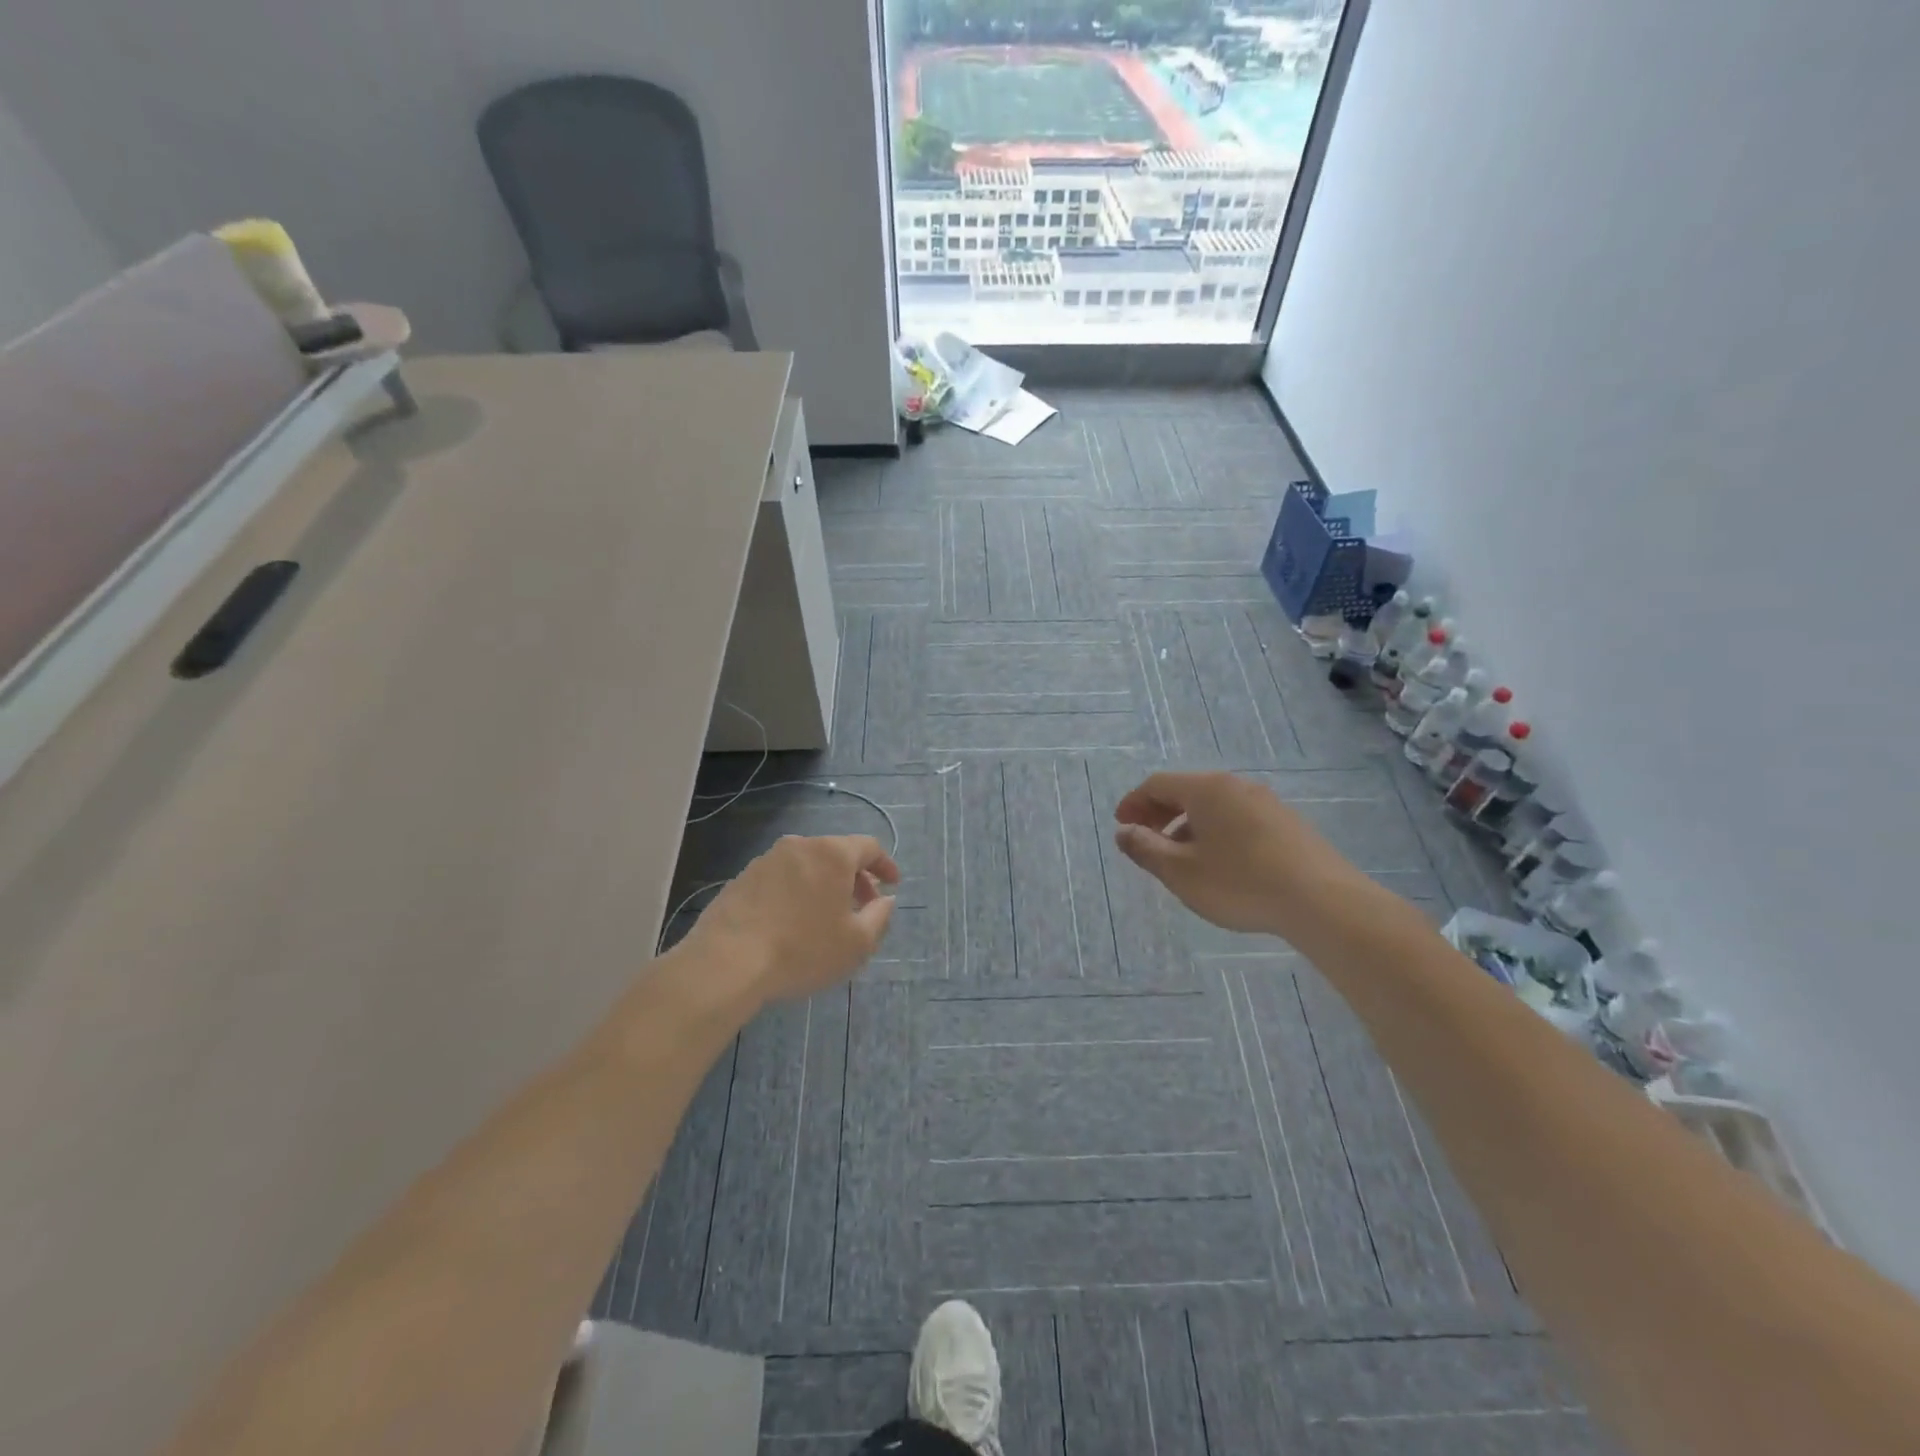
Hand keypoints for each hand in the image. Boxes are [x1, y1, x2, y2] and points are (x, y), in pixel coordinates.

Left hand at [681, 835, 900, 1003]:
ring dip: (822, 885)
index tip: (892, 884)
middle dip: (854, 878)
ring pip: (806, 866)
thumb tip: (885, 900)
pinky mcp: (741, 878)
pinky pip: (780, 879)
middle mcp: (800, 846)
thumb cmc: (802, 950)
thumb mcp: (857, 943)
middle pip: (836, 854)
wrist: (727, 962)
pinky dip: (795, 893)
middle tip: (862, 907)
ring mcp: (766, 860)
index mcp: (832, 853)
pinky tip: (791, 923)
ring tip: (825, 918)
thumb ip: (879, 917)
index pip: (868, 847)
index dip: (885, 864)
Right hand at [1113, 771, 1370, 937]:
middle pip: (1187, 790)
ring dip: (1188, 825)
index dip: (1134, 803)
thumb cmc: (1240, 882)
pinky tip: (1221, 864)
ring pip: (1215, 806)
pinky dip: (1216, 832)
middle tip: (1145, 839)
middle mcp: (1236, 786)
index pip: (1158, 784)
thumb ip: (1146, 849)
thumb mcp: (1180, 871)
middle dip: (1160, 813)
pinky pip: (1238, 818)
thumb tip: (1124, 832)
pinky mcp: (1288, 824)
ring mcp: (1267, 803)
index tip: (1121, 826)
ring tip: (1181, 858)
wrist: (1322, 901)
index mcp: (1206, 789)